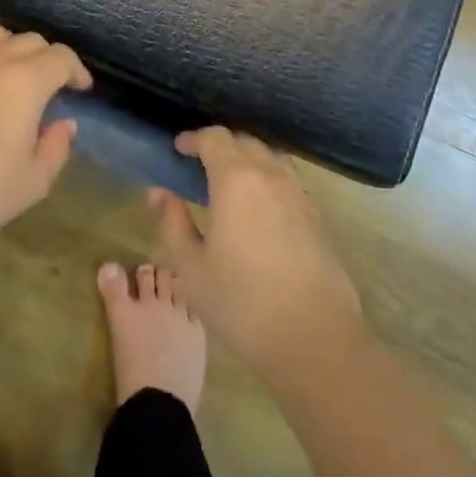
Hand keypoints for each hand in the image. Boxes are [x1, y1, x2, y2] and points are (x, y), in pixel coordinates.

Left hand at [0, 25, 91, 252]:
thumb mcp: (31, 183)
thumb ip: (56, 148)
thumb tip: (64, 123)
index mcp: (25, 83)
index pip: (61, 58)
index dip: (76, 70)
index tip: (79, 87)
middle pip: (28, 41)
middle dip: (45, 58)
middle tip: (45, 85)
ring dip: (7, 50)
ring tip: (4, 74)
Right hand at [152, 128, 363, 383]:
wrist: (315, 338)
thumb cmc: (242, 303)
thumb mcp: (192, 268)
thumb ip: (173, 223)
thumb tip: (159, 193)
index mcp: (236, 179)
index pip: (215, 138)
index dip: (194, 139)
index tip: (178, 149)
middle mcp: (270, 175)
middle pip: (244, 141)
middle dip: (220, 145)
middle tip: (199, 164)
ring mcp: (298, 194)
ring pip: (270, 157)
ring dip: (247, 158)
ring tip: (229, 182)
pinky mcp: (316, 216)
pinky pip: (287, 180)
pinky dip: (268, 178)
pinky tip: (259, 207)